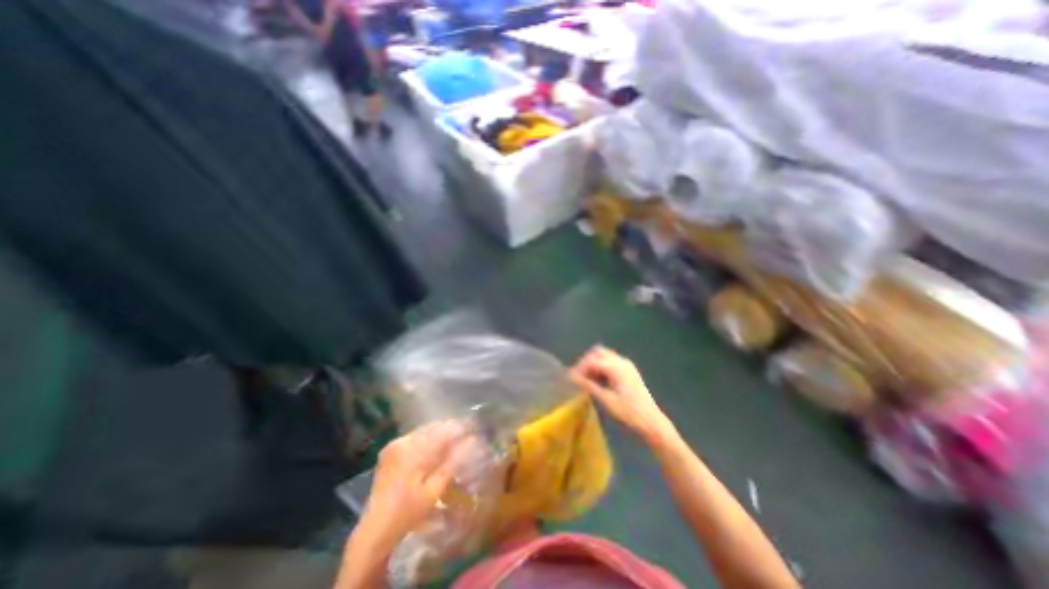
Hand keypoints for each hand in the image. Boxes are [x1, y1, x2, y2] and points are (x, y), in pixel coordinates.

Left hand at [356, 418, 460, 551]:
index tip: (473, 431)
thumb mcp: (434, 491)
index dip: (460, 429)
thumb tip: (471, 442)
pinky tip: (435, 449)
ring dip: (439, 434)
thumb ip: (453, 463)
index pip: (443, 431)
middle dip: (450, 430)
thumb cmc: (407, 512)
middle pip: (433, 427)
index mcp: (413, 450)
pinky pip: (415, 437)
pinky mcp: (390, 450)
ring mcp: (395, 444)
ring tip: (453, 441)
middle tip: (465, 436)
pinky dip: (427, 440)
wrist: (374, 529)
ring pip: (424, 431)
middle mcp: (403, 441)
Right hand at [569, 345, 676, 445]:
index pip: (592, 360)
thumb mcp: (606, 400)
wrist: (652, 422)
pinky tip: (598, 380)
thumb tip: (572, 377)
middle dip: (586, 362)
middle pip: (598, 352)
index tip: (570, 378)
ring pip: (604, 355)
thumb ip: (589, 385)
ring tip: (587, 379)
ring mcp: (627, 365)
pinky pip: (611, 361)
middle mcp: (622, 361)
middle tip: (578, 376)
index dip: (579, 368)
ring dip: (594, 363)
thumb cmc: (629, 413)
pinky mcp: (629, 370)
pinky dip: (602, 367)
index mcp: (616, 367)